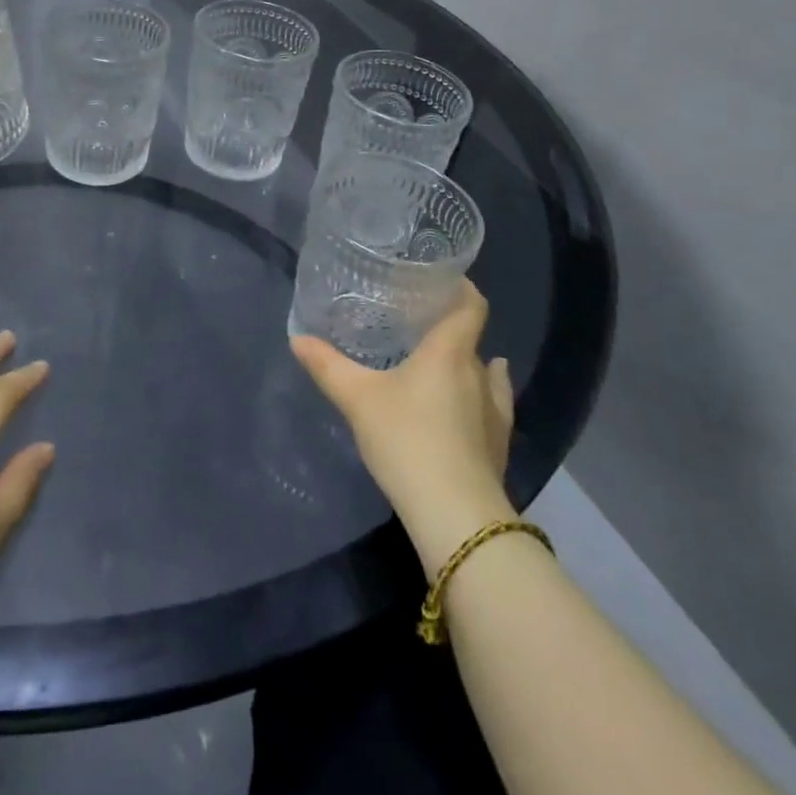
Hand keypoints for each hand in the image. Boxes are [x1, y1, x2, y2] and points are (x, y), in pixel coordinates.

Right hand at [291, 283, 515, 576]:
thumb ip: (328, 366)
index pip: (471, 305)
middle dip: (448, 328)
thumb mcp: (357, 399)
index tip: (441, 280)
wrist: (455, 514)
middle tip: (414, 325)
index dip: (461, 288)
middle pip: (470, 338)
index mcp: (450, 351)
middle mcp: (479, 373)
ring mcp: (495, 411)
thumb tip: (297, 338)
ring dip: (466, 364)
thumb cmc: (407, 439)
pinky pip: (491, 406)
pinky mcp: (498, 444)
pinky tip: (469, 403)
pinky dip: (478, 397)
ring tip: (439, 361)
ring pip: (483, 373)